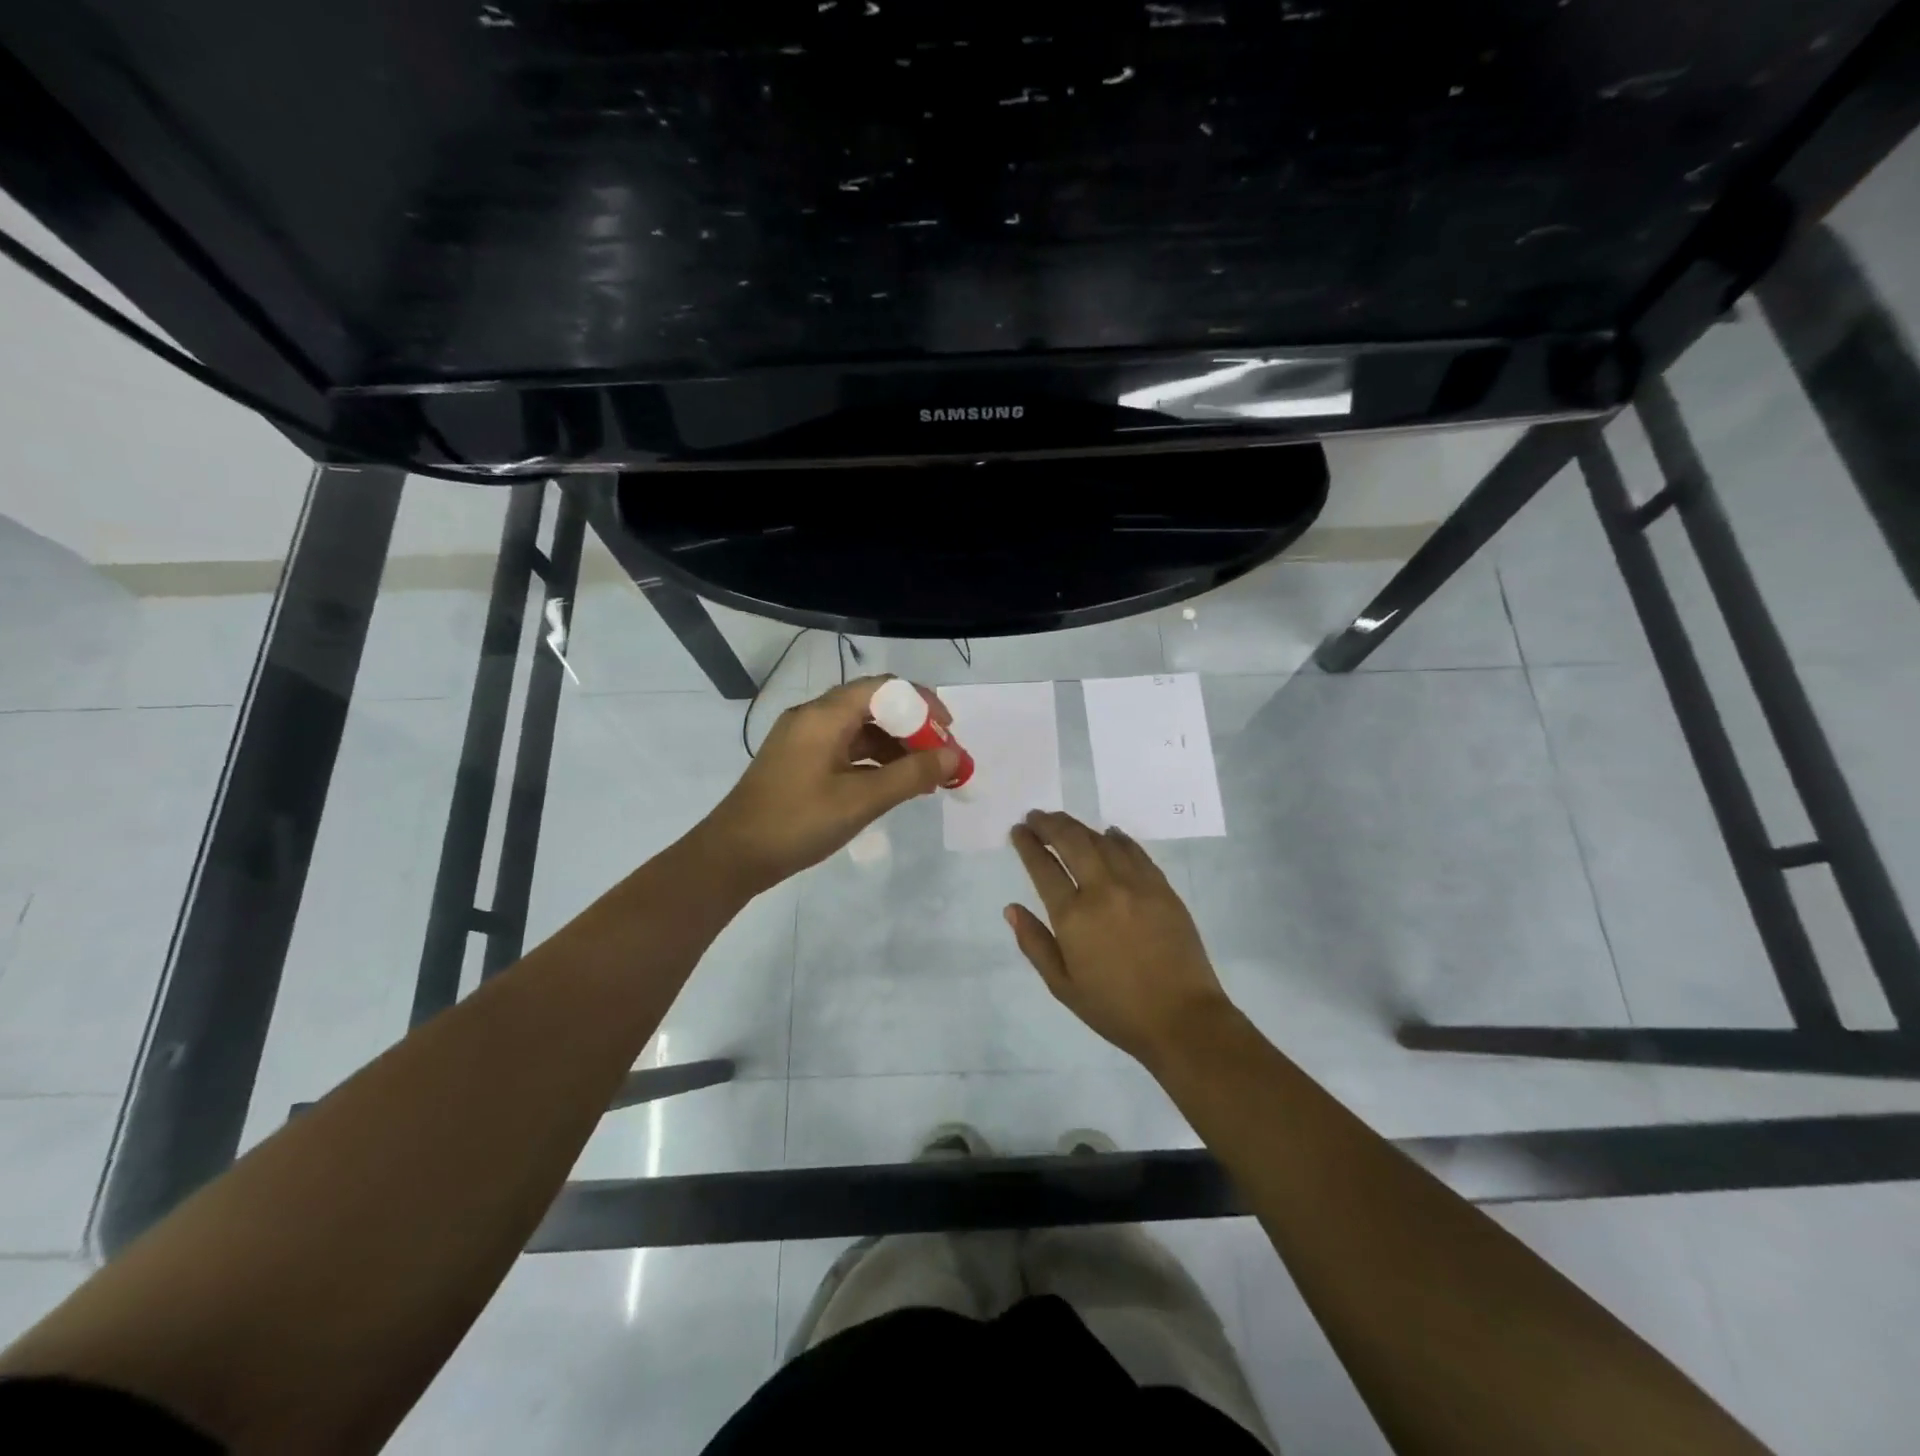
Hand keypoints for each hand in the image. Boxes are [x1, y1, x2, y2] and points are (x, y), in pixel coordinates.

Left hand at [700, 675, 958, 894]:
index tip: (948, 732)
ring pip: (860, 729)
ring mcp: (803, 739)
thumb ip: (911, 775)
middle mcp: (813, 716)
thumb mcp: (862, 800)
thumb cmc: (798, 822)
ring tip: (924, 776)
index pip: (884, 687)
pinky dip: (873, 761)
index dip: (922, 703)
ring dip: (895, 747)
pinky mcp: (799, 761)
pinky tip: (892, 785)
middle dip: (912, 727)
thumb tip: (954, 757)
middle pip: (873, 705)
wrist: (732, 856)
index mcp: (825, 715)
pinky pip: (845, 749)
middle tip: (941, 755)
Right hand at [1006, 810, 1236, 1067]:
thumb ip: (1034, 943)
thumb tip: (1011, 908)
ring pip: (1102, 841)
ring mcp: (1136, 885)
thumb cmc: (1115, 1009)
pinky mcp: (1162, 888)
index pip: (1044, 867)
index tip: (1018, 831)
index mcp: (1073, 916)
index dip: (1028, 844)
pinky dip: (1118, 839)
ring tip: (1064, 822)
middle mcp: (1102, 890)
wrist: (1182, 1019)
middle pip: (1072, 842)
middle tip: (1035, 816)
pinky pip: (1136, 852)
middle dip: (1049, 824)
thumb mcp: (1063, 986)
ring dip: (1079, 827)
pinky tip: (1109, 834)